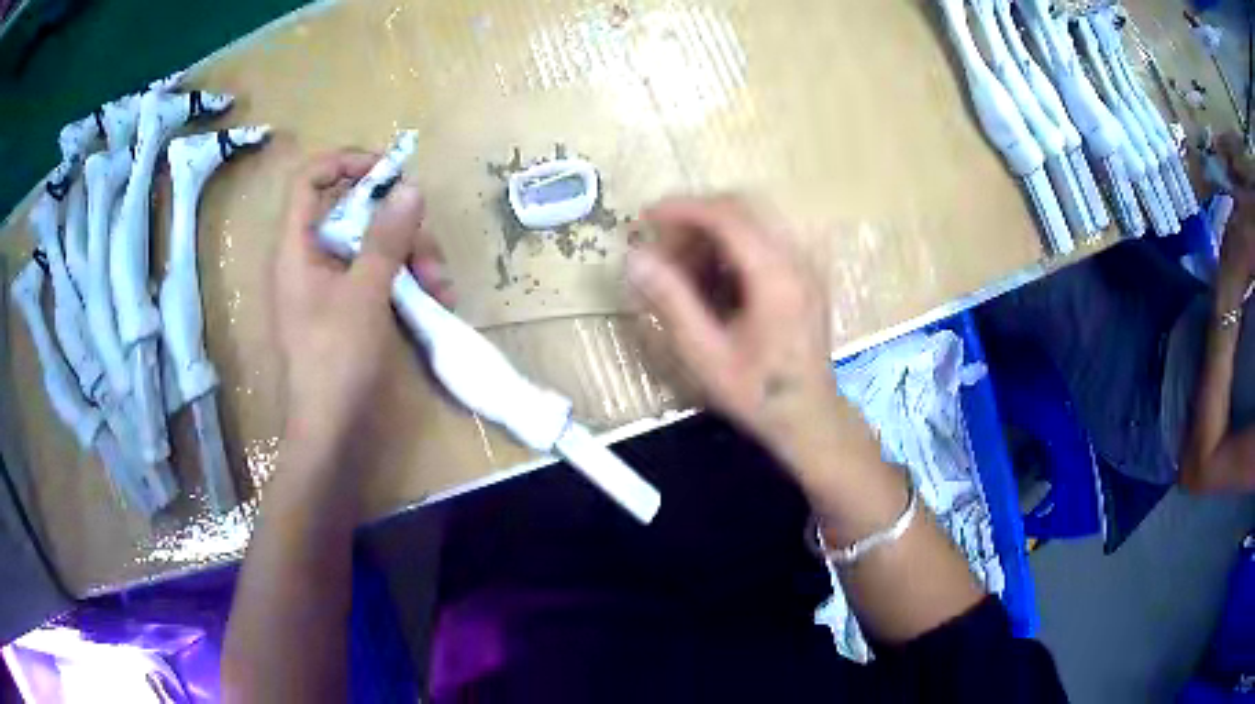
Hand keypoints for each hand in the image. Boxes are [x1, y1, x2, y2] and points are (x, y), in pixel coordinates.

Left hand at [272, 150, 452, 452]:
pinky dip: (405, 280)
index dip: (345, 163)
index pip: (309, 180)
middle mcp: (311, 258)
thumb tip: (410, 188)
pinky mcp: (348, 306)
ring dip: (412, 257)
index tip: (388, 172)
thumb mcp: (365, 293)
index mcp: (297, 248)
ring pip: (373, 244)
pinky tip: (434, 299)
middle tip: (431, 255)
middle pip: (354, 213)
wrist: (331, 430)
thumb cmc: (336, 360)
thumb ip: (386, 238)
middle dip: (399, 227)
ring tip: (442, 289)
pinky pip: (377, 273)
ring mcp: (331, 283)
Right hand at [625, 196, 836, 449]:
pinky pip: (764, 239)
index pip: (727, 216)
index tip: (646, 217)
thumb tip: (635, 258)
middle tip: (663, 246)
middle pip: (742, 208)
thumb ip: (671, 300)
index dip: (683, 209)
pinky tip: (712, 278)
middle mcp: (796, 259)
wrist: (808, 416)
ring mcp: (805, 264)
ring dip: (713, 231)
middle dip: (696, 218)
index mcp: (775, 275)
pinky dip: (731, 245)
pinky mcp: (804, 274)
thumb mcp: (705, 353)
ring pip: (753, 220)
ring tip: (682, 265)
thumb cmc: (757, 392)